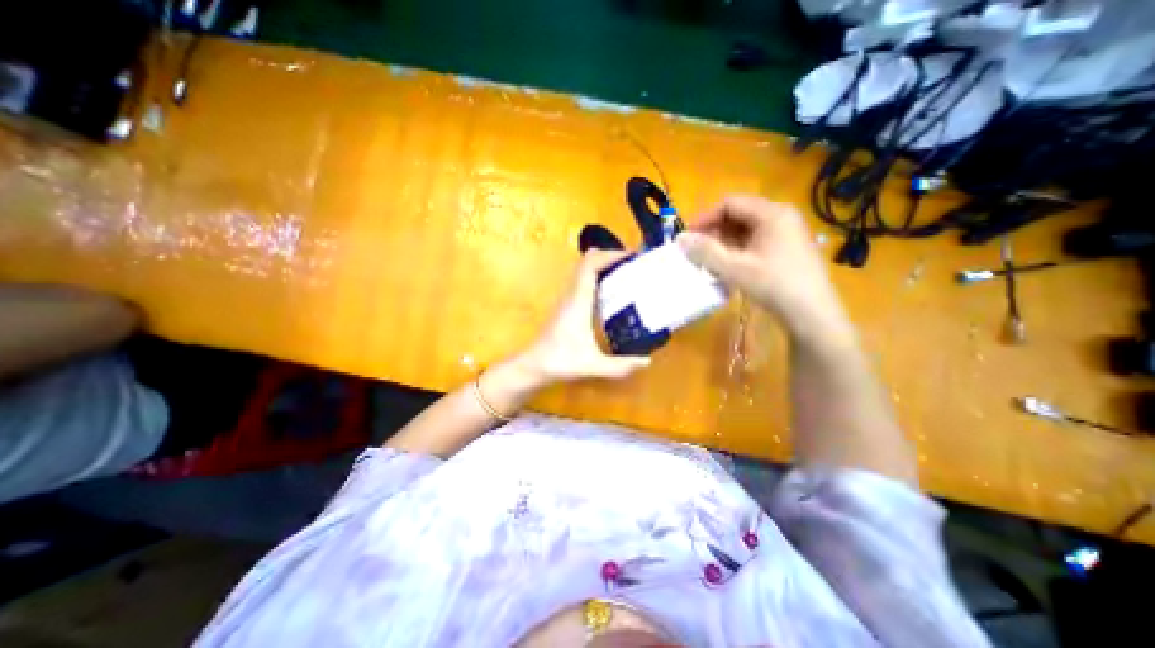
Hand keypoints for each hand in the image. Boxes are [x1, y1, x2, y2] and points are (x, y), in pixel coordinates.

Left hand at [521, 249, 653, 383]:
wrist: (534, 365)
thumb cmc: (560, 362)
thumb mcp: (593, 366)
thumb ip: (620, 366)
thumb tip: (647, 361)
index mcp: (578, 301)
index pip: (590, 265)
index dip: (611, 255)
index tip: (632, 256)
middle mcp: (572, 294)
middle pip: (587, 261)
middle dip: (610, 256)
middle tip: (633, 264)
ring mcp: (568, 298)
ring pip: (583, 269)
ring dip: (603, 265)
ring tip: (626, 273)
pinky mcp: (567, 304)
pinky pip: (583, 280)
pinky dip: (598, 276)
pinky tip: (612, 292)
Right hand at [673, 195, 851, 343]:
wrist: (811, 314)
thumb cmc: (773, 285)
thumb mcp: (735, 268)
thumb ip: (705, 252)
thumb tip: (680, 239)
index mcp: (772, 214)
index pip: (730, 204)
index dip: (705, 218)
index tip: (689, 237)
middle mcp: (781, 217)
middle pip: (738, 215)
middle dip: (714, 232)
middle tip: (697, 252)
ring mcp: (786, 233)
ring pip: (746, 231)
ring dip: (724, 243)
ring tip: (709, 262)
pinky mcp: (786, 249)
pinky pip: (755, 242)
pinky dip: (737, 251)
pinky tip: (727, 268)